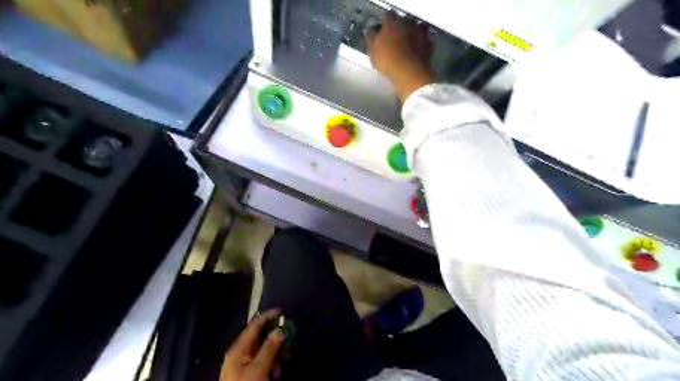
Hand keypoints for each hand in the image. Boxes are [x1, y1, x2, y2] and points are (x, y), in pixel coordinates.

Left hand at [221, 310, 283, 380]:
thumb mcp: (259, 369)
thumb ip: (269, 348)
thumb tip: (280, 330)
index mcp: (239, 348)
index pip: (255, 325)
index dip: (268, 316)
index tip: (283, 311)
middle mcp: (240, 351)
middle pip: (260, 336)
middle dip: (276, 337)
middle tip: (290, 337)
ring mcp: (243, 362)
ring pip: (263, 349)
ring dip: (276, 352)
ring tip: (286, 359)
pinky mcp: (248, 372)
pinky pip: (262, 360)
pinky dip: (272, 362)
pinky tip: (277, 372)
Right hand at [369, 13, 432, 102]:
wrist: (409, 72)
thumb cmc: (387, 61)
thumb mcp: (372, 52)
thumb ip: (370, 40)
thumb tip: (368, 33)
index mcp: (391, 23)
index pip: (388, 15)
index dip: (386, 23)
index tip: (383, 30)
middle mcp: (407, 23)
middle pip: (404, 20)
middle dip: (400, 27)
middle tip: (395, 38)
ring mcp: (419, 32)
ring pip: (417, 27)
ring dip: (413, 33)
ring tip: (408, 44)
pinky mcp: (428, 43)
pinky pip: (426, 39)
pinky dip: (422, 43)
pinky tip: (418, 50)